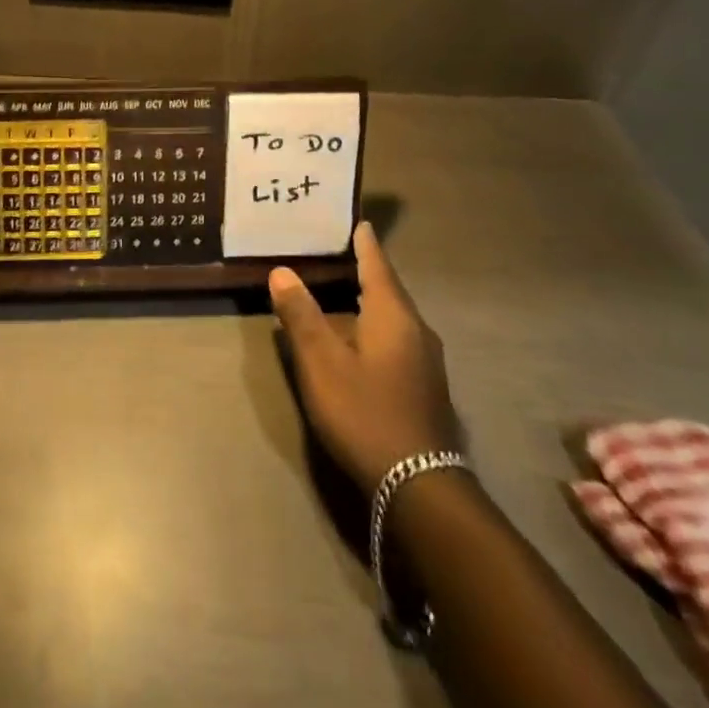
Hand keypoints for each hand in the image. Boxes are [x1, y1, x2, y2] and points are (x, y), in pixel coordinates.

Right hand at [269, 221, 458, 496]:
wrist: (419, 486)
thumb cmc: (365, 412)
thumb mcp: (321, 363)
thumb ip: (301, 315)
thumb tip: (282, 271)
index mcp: (393, 315)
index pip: (377, 265)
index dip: (364, 243)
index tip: (356, 220)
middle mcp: (416, 330)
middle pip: (388, 289)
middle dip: (364, 270)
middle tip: (336, 251)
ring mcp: (426, 362)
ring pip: (393, 317)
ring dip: (369, 301)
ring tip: (341, 291)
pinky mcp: (424, 387)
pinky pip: (397, 339)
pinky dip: (375, 327)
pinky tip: (358, 339)